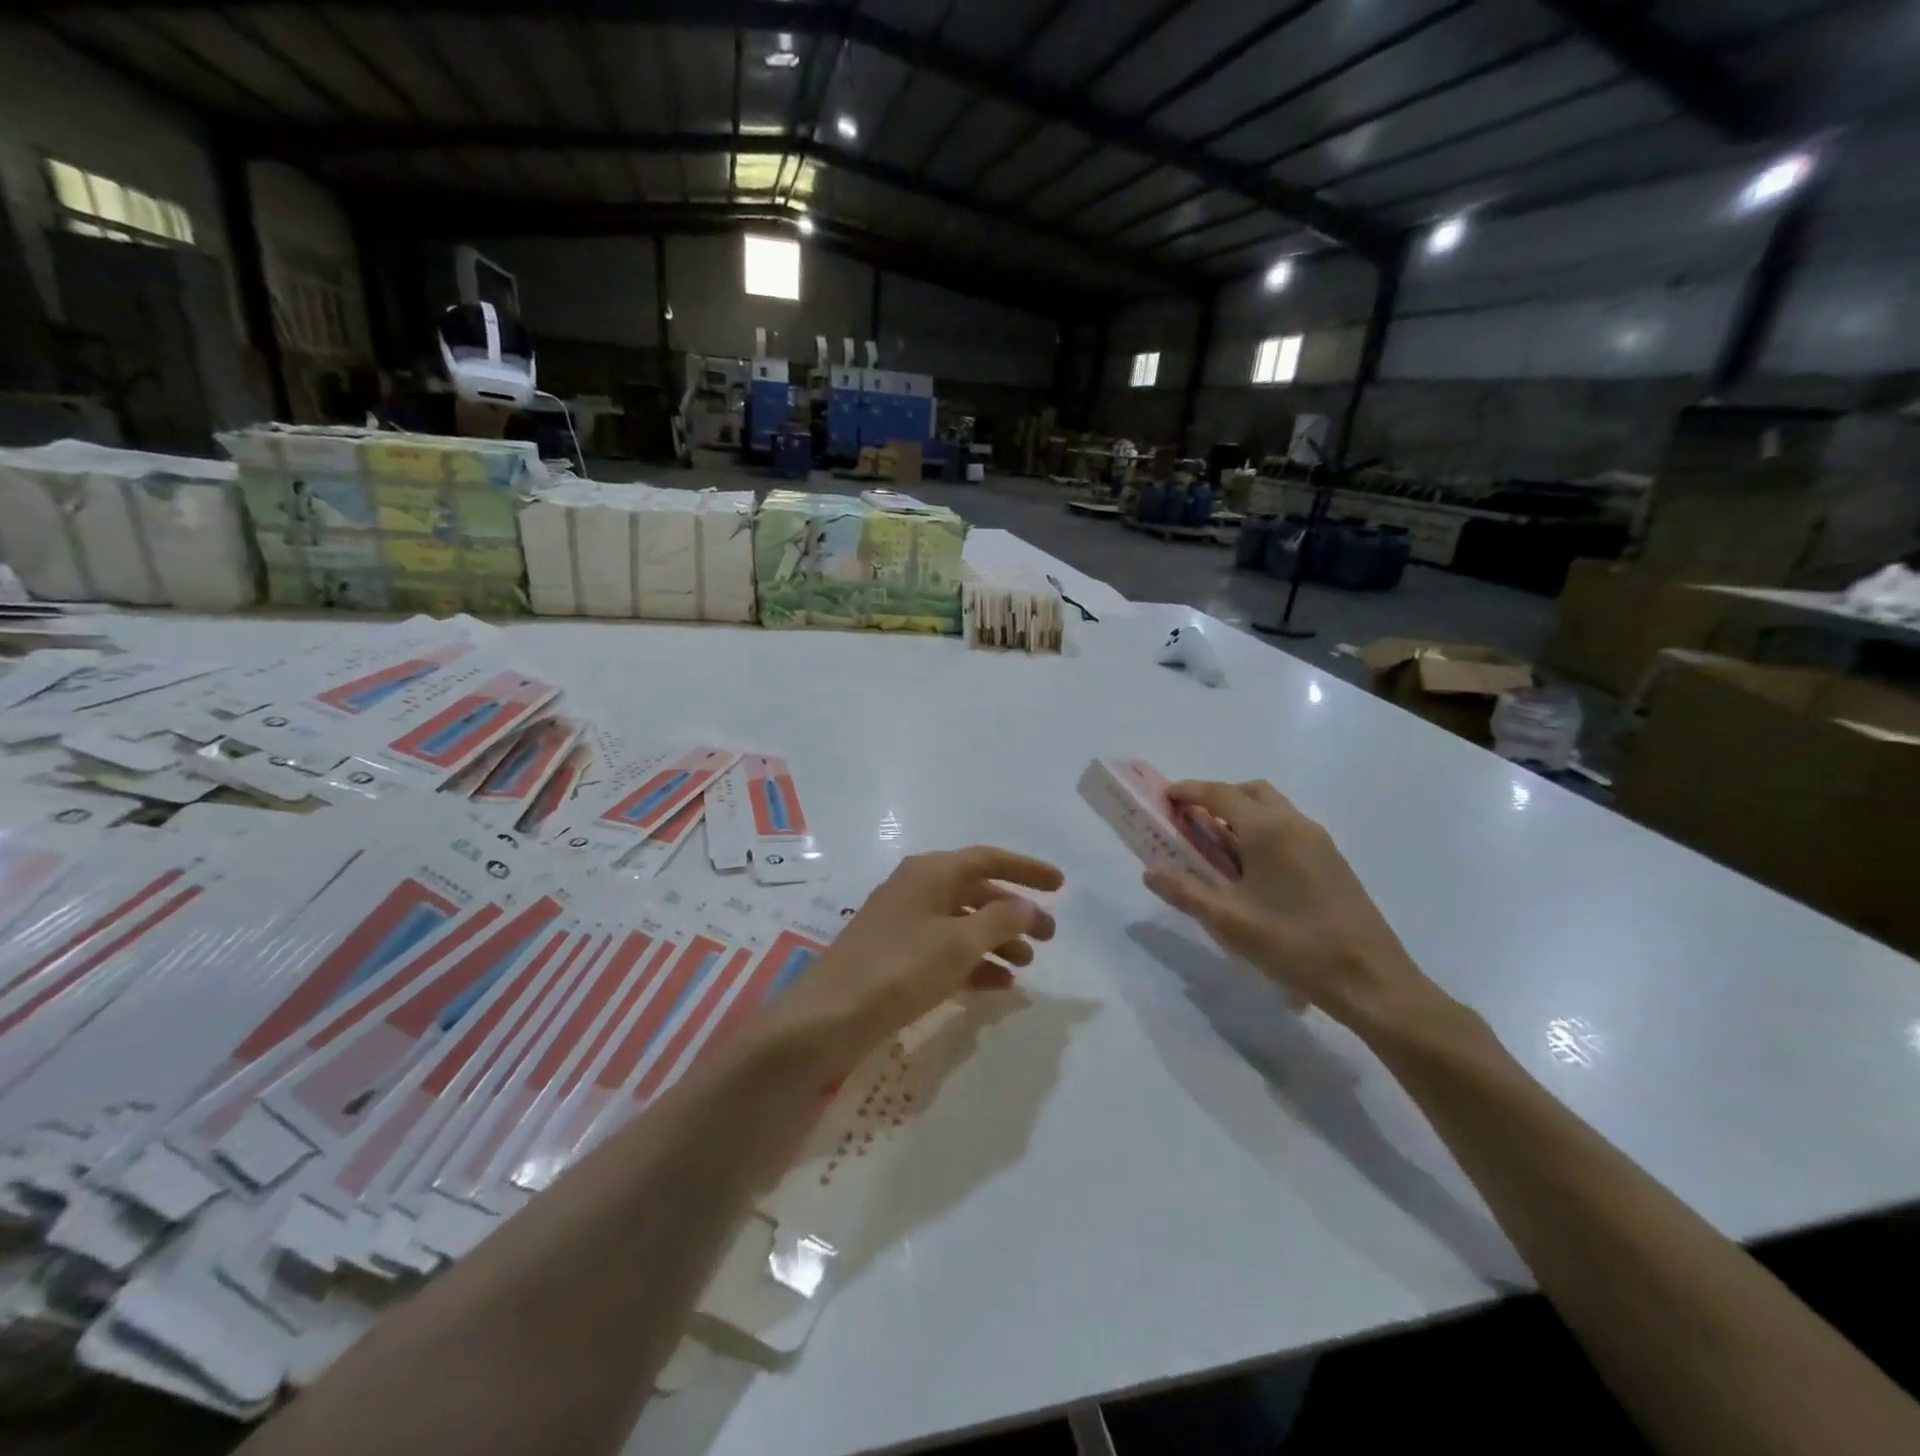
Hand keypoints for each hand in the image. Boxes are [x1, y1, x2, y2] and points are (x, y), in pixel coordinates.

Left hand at [770, 846, 1061, 1069]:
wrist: (829, 1017)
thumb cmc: (899, 969)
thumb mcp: (958, 943)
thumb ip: (1000, 921)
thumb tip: (1025, 907)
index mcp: (930, 873)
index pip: (988, 859)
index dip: (1026, 869)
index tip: (1061, 885)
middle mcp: (917, 889)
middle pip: (977, 892)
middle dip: (1015, 913)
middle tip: (1049, 938)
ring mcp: (904, 923)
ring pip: (963, 924)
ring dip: (996, 941)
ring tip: (1026, 967)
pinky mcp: (896, 956)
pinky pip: (945, 951)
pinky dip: (973, 963)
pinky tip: (998, 985)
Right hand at [1144, 780, 1451, 1037]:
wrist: (1371, 979)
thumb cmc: (1294, 945)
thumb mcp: (1229, 921)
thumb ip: (1185, 891)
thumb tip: (1150, 871)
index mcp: (1268, 830)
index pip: (1220, 794)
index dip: (1189, 791)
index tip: (1165, 797)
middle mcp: (1295, 824)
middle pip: (1250, 792)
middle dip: (1217, 797)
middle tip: (1190, 821)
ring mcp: (1319, 841)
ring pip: (1273, 808)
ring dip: (1241, 814)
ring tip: (1217, 847)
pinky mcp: (1332, 860)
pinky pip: (1289, 828)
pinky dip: (1262, 830)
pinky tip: (1253, 869)